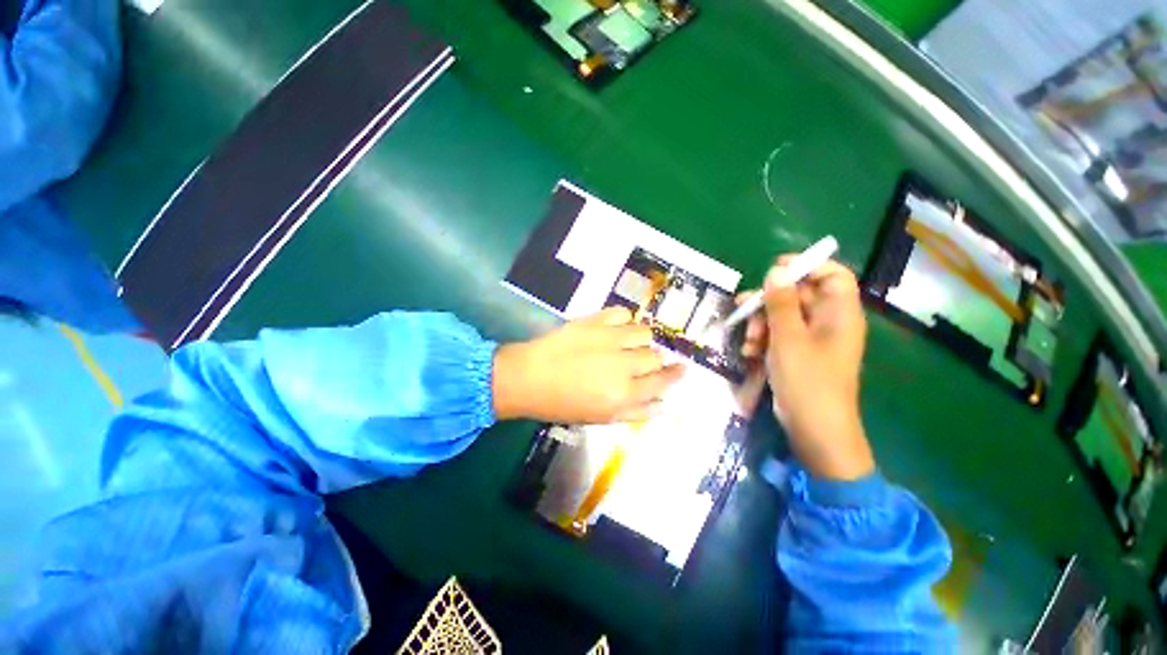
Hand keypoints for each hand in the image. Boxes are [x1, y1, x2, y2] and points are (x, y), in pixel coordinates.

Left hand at [492, 307, 685, 423]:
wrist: (528, 377)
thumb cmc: (562, 404)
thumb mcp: (600, 418)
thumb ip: (635, 413)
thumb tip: (663, 405)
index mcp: (624, 393)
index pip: (662, 381)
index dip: (675, 375)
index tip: (682, 369)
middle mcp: (622, 364)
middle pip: (654, 356)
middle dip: (653, 360)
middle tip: (641, 362)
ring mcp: (609, 338)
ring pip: (644, 332)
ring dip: (641, 339)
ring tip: (628, 344)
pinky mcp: (594, 321)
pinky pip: (623, 313)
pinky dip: (624, 321)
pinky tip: (616, 328)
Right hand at [741, 258, 874, 480]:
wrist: (814, 429)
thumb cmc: (807, 380)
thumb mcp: (788, 338)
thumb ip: (781, 303)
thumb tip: (776, 272)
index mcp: (839, 314)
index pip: (833, 275)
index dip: (806, 266)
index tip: (774, 269)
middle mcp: (829, 323)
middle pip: (800, 295)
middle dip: (769, 301)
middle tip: (743, 307)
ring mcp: (813, 340)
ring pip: (784, 316)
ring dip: (761, 324)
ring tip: (748, 341)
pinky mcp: (799, 354)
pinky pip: (780, 336)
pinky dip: (763, 340)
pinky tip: (750, 353)